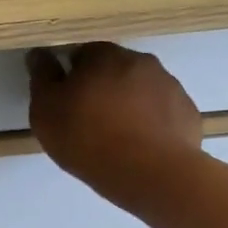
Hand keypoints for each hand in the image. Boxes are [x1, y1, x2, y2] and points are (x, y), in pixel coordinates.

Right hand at [28, 42, 202, 211]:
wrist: (150, 173)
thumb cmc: (87, 138)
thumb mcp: (46, 111)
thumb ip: (42, 78)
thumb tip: (40, 54)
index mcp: (103, 55)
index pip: (83, 54)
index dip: (72, 76)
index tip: (66, 102)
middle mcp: (140, 61)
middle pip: (115, 69)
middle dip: (103, 88)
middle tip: (89, 121)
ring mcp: (170, 86)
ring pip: (141, 89)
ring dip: (129, 105)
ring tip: (118, 138)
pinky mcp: (187, 113)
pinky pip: (163, 112)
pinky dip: (152, 123)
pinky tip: (141, 148)